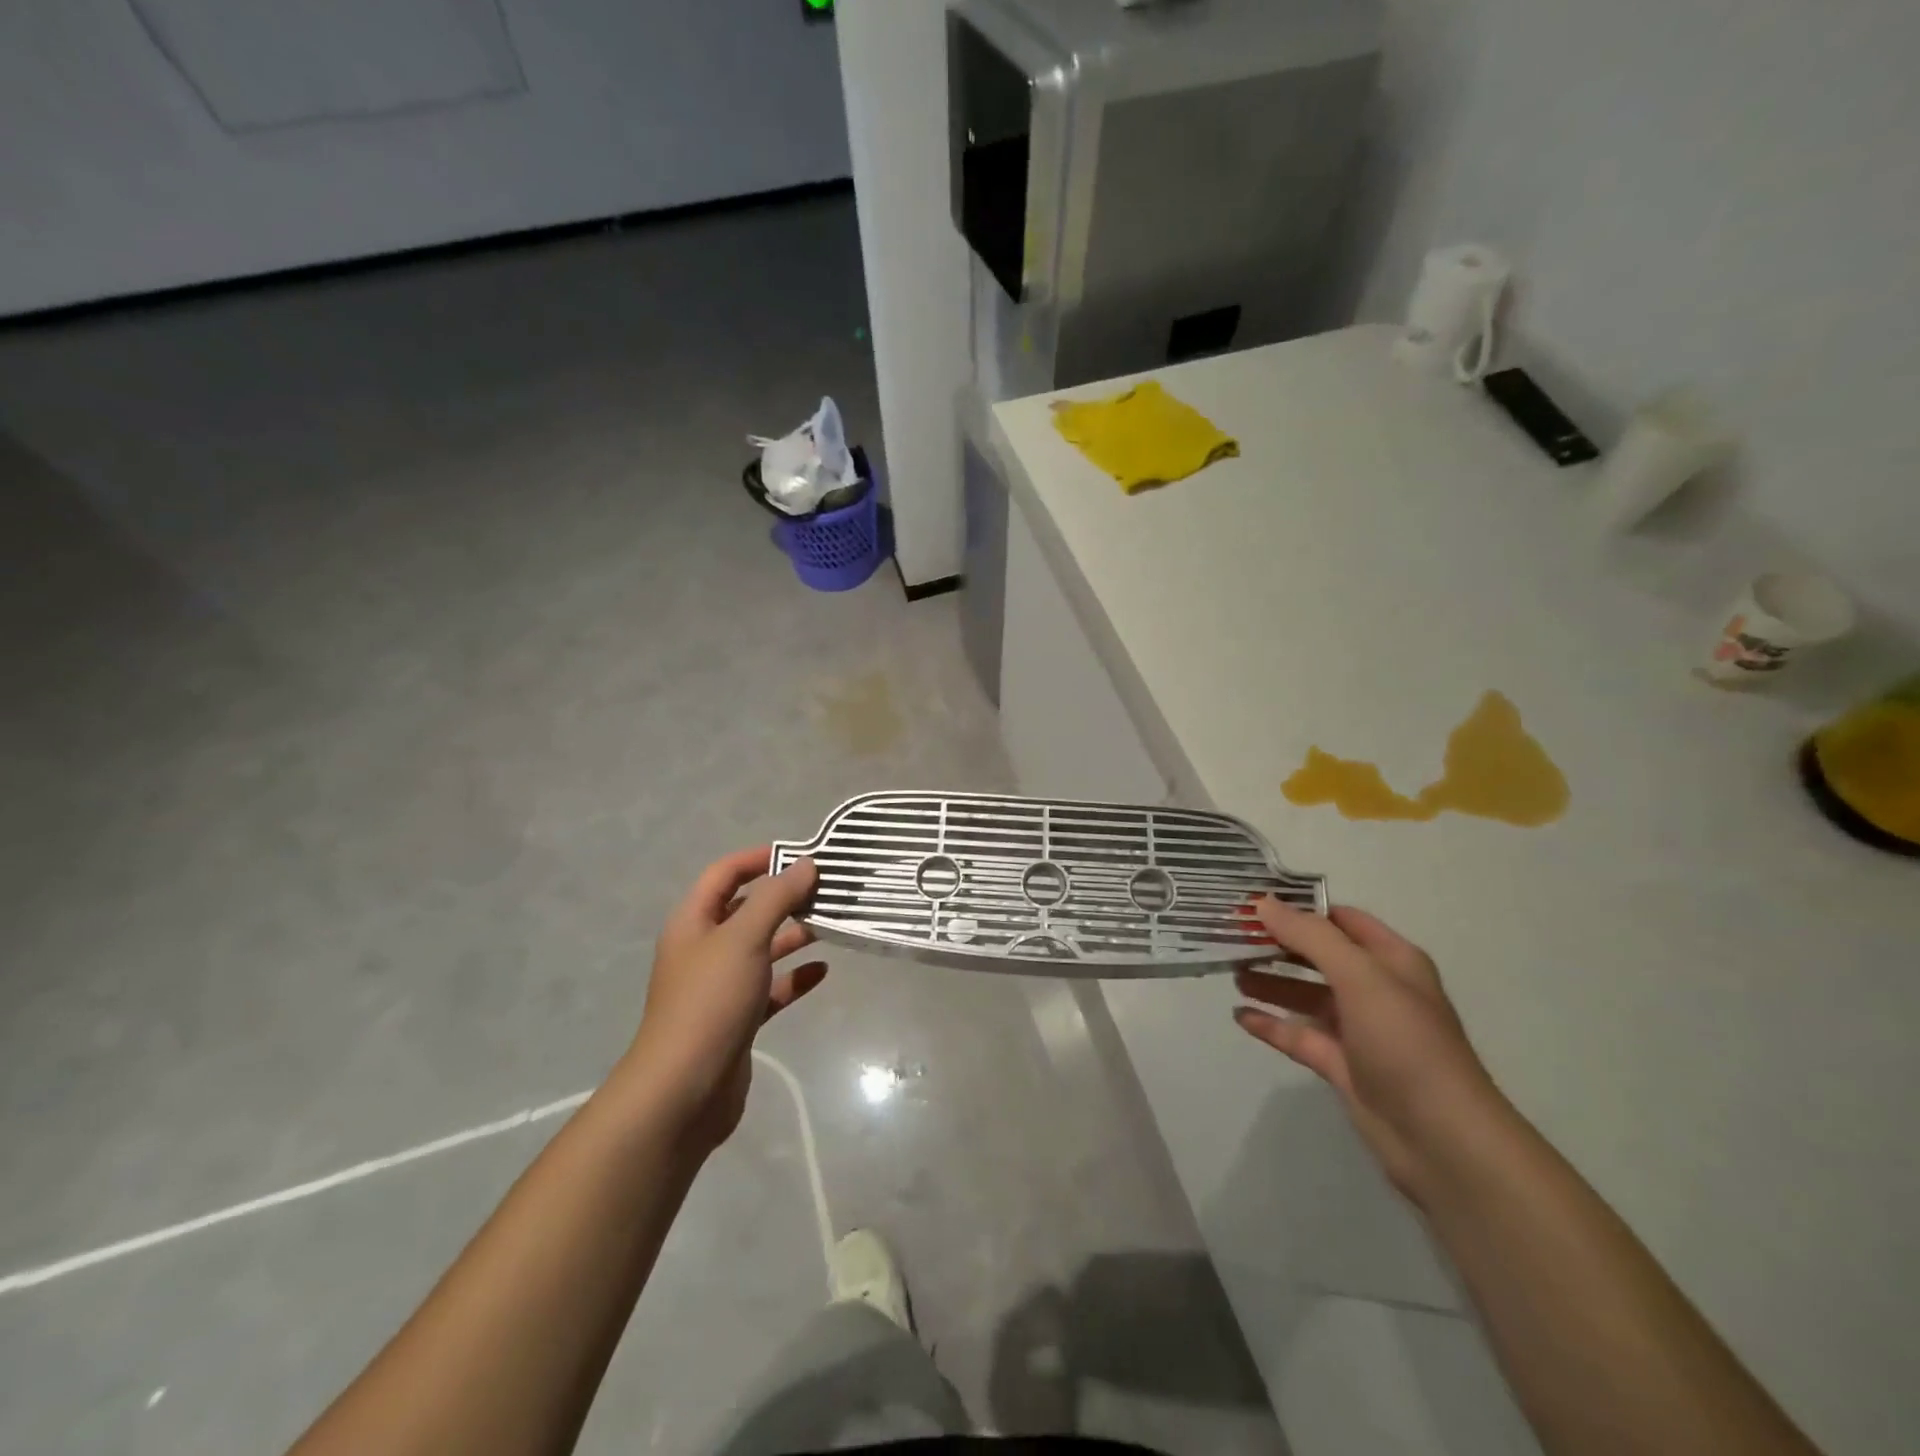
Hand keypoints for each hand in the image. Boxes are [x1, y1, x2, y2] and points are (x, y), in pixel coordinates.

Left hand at [622, 849, 826, 1153]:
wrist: (683, 1091)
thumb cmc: (710, 1001)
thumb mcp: (744, 938)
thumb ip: (776, 898)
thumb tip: (804, 864)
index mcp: (693, 922)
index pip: (724, 873)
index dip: (759, 858)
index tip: (801, 854)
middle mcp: (704, 949)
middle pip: (746, 909)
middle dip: (783, 897)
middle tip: (826, 889)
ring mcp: (719, 986)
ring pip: (761, 949)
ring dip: (792, 935)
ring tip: (830, 923)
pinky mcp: (737, 1019)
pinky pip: (770, 988)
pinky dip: (794, 977)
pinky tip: (822, 971)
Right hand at [1234, 899, 1505, 1203]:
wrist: (1441, 1139)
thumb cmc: (1405, 1043)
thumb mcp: (1359, 977)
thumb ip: (1309, 937)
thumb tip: (1262, 903)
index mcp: (1391, 961)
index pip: (1341, 920)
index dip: (1300, 908)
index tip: (1253, 902)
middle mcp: (1375, 989)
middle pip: (1318, 956)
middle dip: (1277, 944)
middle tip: (1231, 935)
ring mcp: (1357, 1029)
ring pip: (1305, 995)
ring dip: (1270, 982)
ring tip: (1230, 971)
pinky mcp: (1341, 1064)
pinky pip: (1298, 1035)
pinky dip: (1270, 1024)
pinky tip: (1239, 1015)